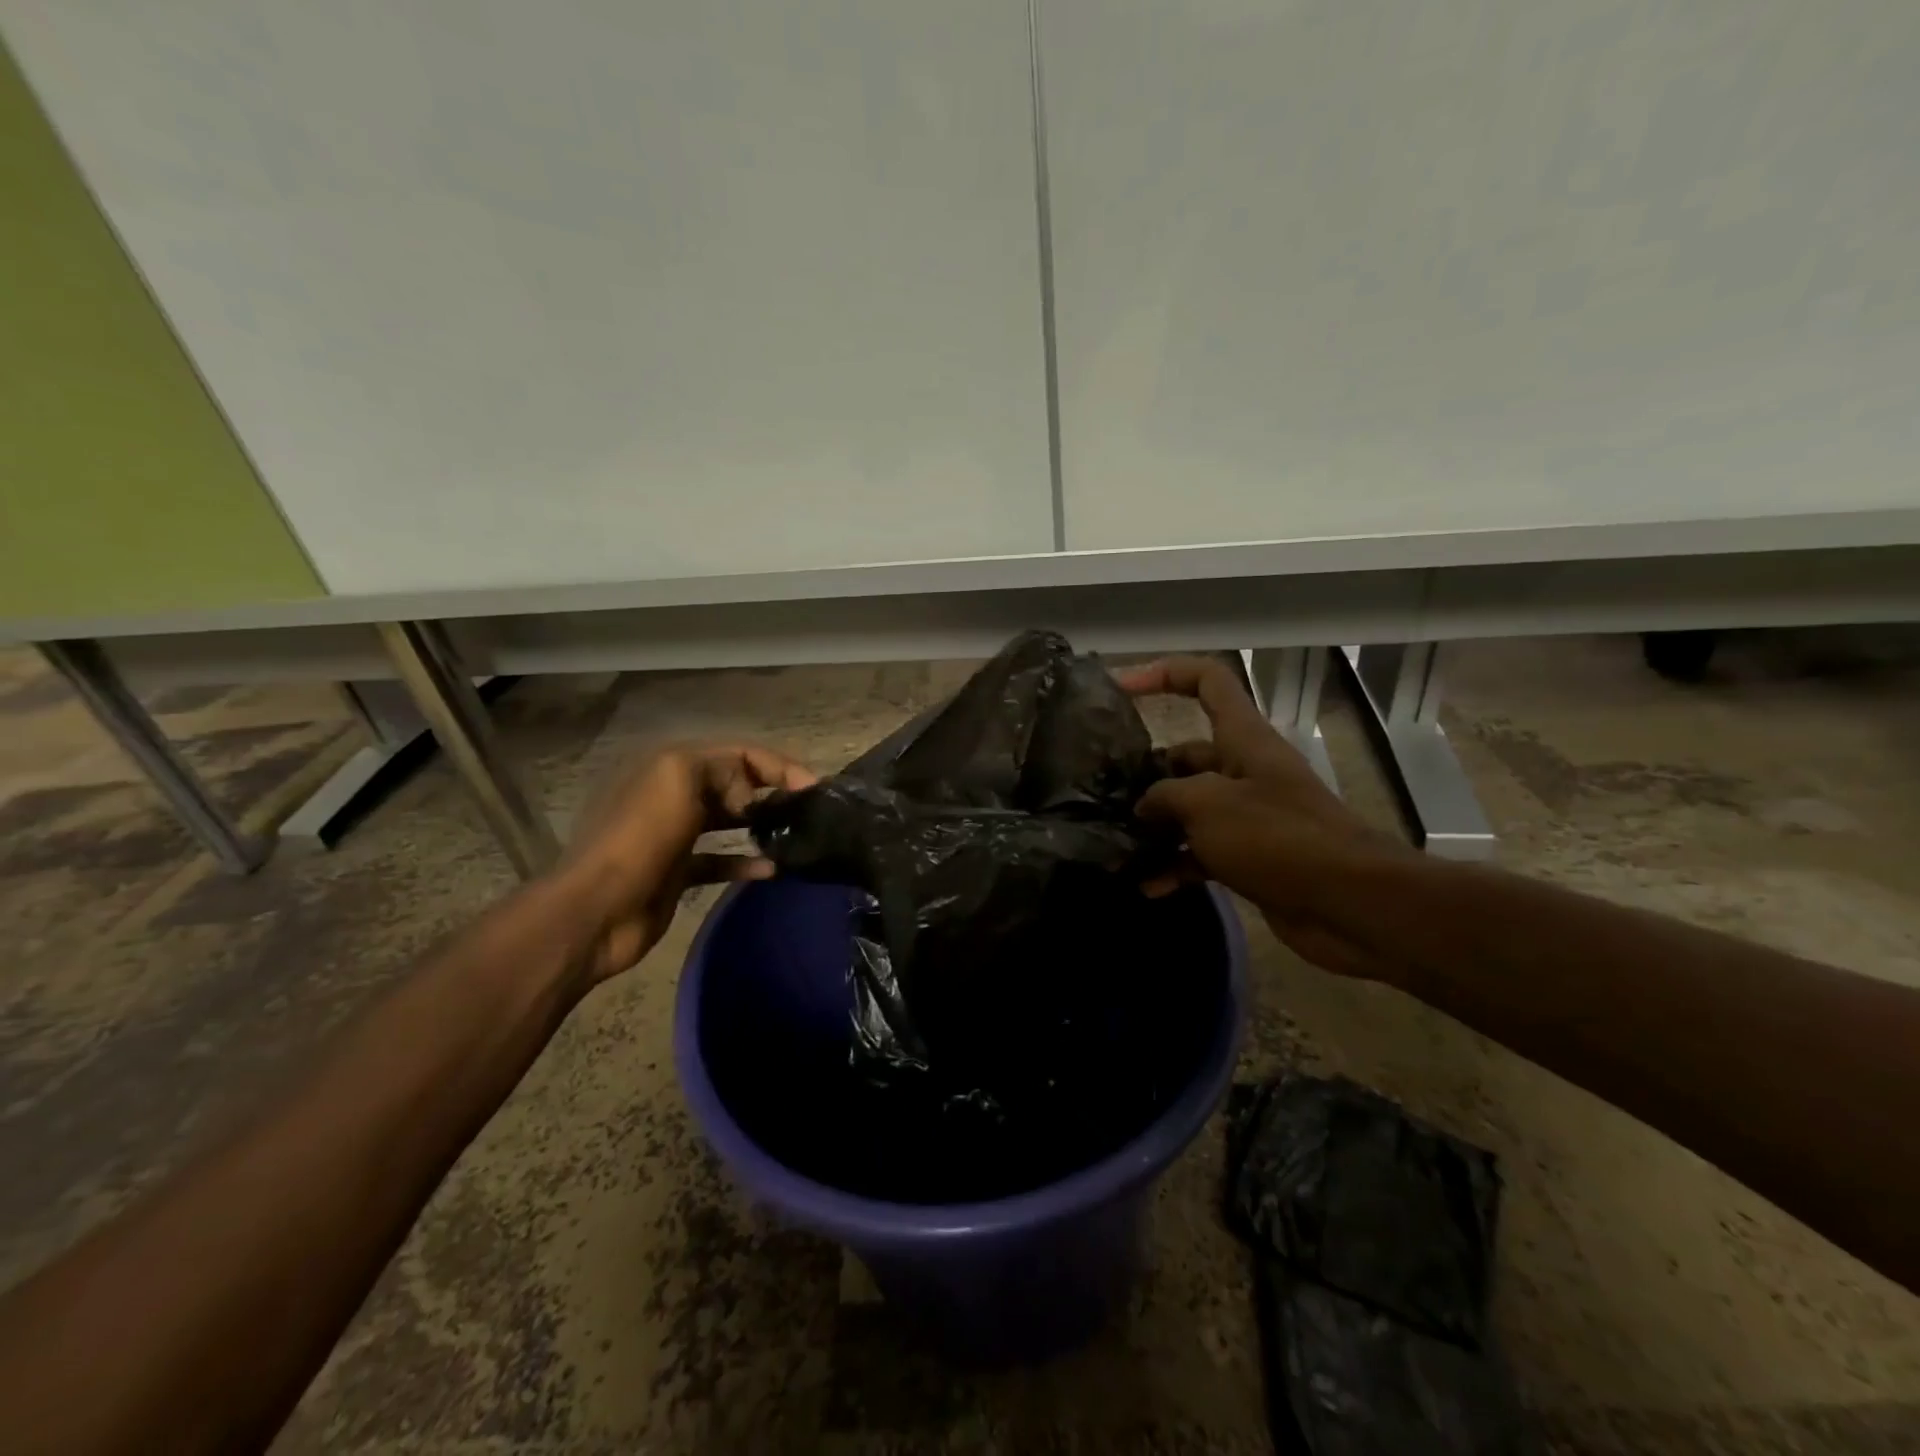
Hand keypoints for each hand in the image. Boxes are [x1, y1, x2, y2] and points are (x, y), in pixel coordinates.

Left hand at [555, 743, 816, 982]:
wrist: (596, 911)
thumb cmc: (639, 839)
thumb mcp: (679, 780)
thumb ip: (722, 771)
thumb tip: (748, 797)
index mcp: (669, 765)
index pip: (735, 752)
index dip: (776, 764)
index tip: (811, 786)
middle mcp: (671, 793)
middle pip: (732, 783)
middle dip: (769, 790)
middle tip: (805, 809)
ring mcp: (673, 834)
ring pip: (727, 820)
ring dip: (760, 824)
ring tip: (793, 834)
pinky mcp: (677, 871)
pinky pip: (720, 860)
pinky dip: (745, 863)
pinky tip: (771, 870)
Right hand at [1116, 656, 1407, 977]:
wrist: (1350, 903)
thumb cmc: (1278, 837)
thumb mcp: (1207, 805)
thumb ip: (1164, 797)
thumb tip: (1143, 807)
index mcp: (1243, 739)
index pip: (1207, 681)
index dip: (1164, 673)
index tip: (1121, 688)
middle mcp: (1245, 770)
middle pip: (1187, 755)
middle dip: (1146, 772)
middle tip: (1104, 792)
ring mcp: (1249, 816)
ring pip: (1190, 809)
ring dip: (1156, 826)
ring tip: (1115, 841)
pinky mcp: (1250, 857)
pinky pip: (1201, 854)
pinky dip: (1175, 866)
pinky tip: (1146, 885)